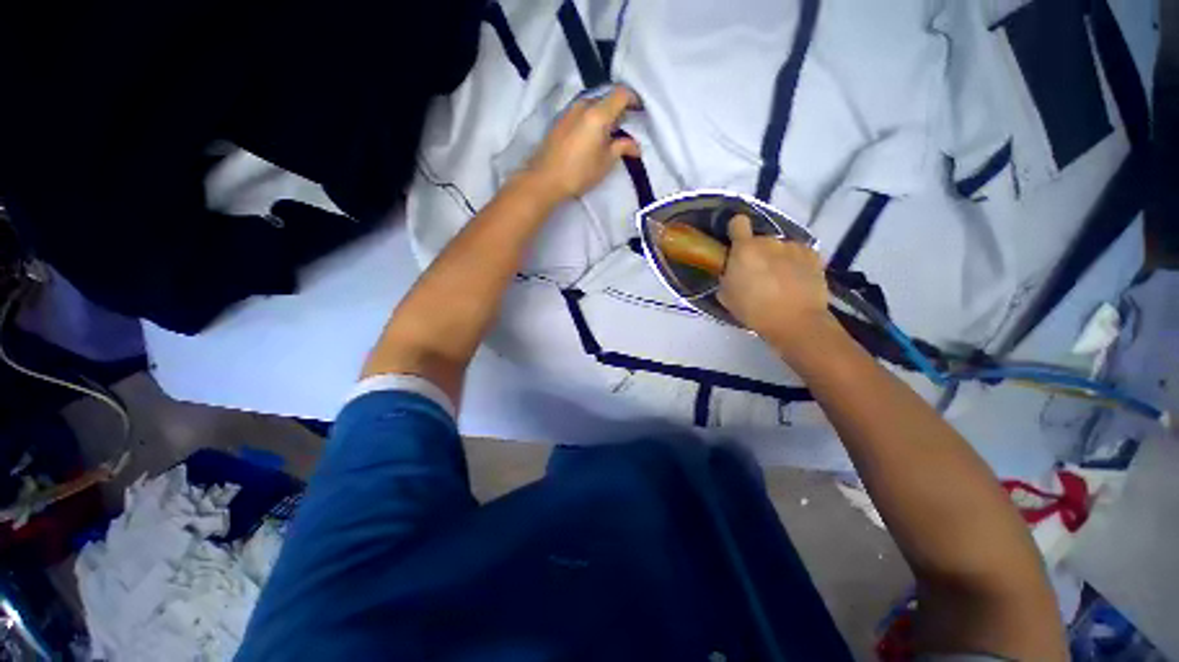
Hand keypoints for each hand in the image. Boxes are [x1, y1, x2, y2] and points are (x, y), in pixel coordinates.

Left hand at [524, 86, 641, 201]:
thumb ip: (623, 148)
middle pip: (606, 98)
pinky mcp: (560, 120)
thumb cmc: (579, 172)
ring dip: (604, 114)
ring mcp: (569, 111)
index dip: (634, 99)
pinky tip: (591, 137)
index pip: (621, 94)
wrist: (545, 179)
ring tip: (607, 135)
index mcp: (598, 113)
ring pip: (593, 104)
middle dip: (618, 109)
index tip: (640, 111)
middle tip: (625, 127)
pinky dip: (591, 119)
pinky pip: (581, 112)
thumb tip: (636, 146)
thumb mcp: (605, 162)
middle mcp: (583, 105)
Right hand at [718, 215, 833, 355]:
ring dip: (777, 258)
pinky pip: (798, 254)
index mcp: (744, 249)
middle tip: (757, 274)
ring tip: (780, 280)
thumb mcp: (726, 296)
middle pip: (759, 240)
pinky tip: (796, 280)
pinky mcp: (813, 255)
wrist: (795, 321)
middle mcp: (769, 241)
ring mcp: (793, 247)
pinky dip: (795, 263)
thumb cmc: (754, 310)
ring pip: (780, 248)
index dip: (735, 230)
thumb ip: (726, 277)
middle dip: (757, 253)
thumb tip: (731, 272)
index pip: (738, 222)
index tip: (736, 243)